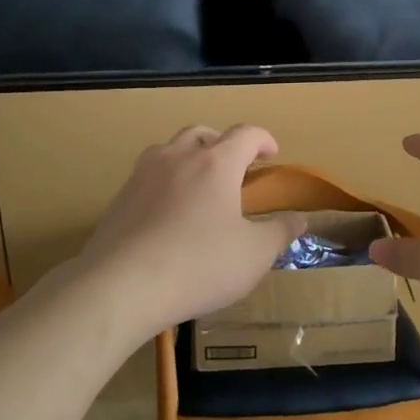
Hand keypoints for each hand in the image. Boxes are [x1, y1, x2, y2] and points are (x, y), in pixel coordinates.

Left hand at [76, 125, 306, 336]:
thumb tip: (299, 220)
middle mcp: (178, 158)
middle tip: (235, 167)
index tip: (272, 154)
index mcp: (216, 164)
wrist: (122, 285)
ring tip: (199, 185)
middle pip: (203, 134)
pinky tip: (169, 213)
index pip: (245, 134)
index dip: (263, 140)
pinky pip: (148, 176)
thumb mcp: (254, 255)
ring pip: (170, 149)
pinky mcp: (120, 197)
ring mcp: (143, 175)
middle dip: (223, 144)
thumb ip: (279, 233)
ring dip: (190, 157)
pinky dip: (166, 182)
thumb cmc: (199, 265)